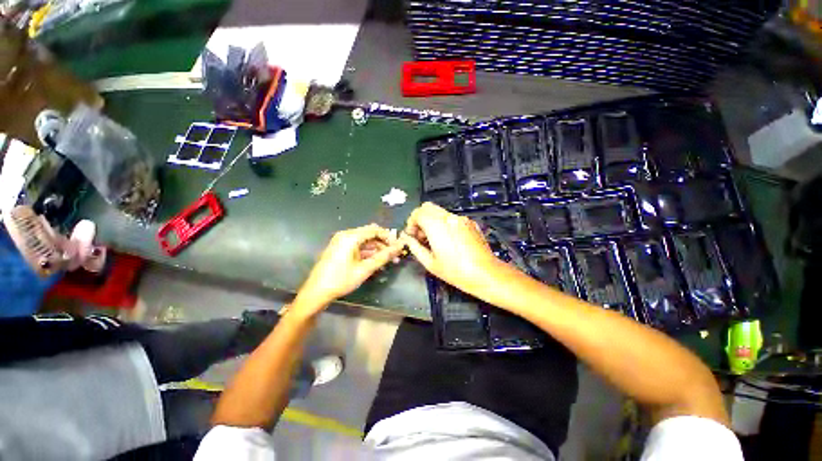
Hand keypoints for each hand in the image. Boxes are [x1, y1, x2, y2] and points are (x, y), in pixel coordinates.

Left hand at [293, 224, 403, 313]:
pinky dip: (367, 253)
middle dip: (383, 244)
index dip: (388, 237)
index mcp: (350, 237)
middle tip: (395, 255)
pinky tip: (376, 262)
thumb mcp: (365, 269)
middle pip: (370, 235)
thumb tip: (399, 247)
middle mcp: (346, 235)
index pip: (375, 229)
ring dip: (377, 249)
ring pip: (364, 241)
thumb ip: (383, 257)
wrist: (316, 292)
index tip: (397, 247)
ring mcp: (341, 242)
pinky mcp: (340, 249)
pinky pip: (357, 247)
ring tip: (388, 261)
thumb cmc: (341, 280)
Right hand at [400, 202, 500, 293]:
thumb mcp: (430, 263)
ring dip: (431, 221)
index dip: (411, 223)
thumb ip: (414, 247)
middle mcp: (448, 217)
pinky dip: (444, 223)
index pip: (418, 213)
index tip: (412, 236)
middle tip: (421, 236)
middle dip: (420, 218)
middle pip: (427, 207)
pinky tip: (448, 240)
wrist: (486, 273)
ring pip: (439, 212)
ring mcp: (461, 218)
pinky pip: (451, 217)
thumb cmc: (455, 271)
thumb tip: (407, 238)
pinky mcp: (470, 223)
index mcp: (436, 225)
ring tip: (434, 240)